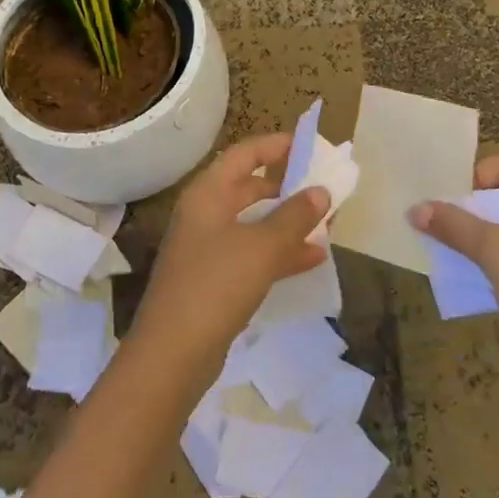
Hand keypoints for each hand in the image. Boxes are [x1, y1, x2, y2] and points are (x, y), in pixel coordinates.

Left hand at [131, 133, 329, 363]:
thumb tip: (320, 191)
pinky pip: (252, 253)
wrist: (172, 353)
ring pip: (253, 223)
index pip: (244, 154)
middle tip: (322, 189)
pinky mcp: (213, 279)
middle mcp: (204, 214)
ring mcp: (207, 248)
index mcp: (208, 194)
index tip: (309, 144)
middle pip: (249, 188)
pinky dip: (279, 252)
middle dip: (286, 188)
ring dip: (287, 222)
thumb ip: (294, 216)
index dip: (275, 145)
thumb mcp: (262, 247)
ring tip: (326, 225)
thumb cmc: (215, 285)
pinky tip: (312, 259)